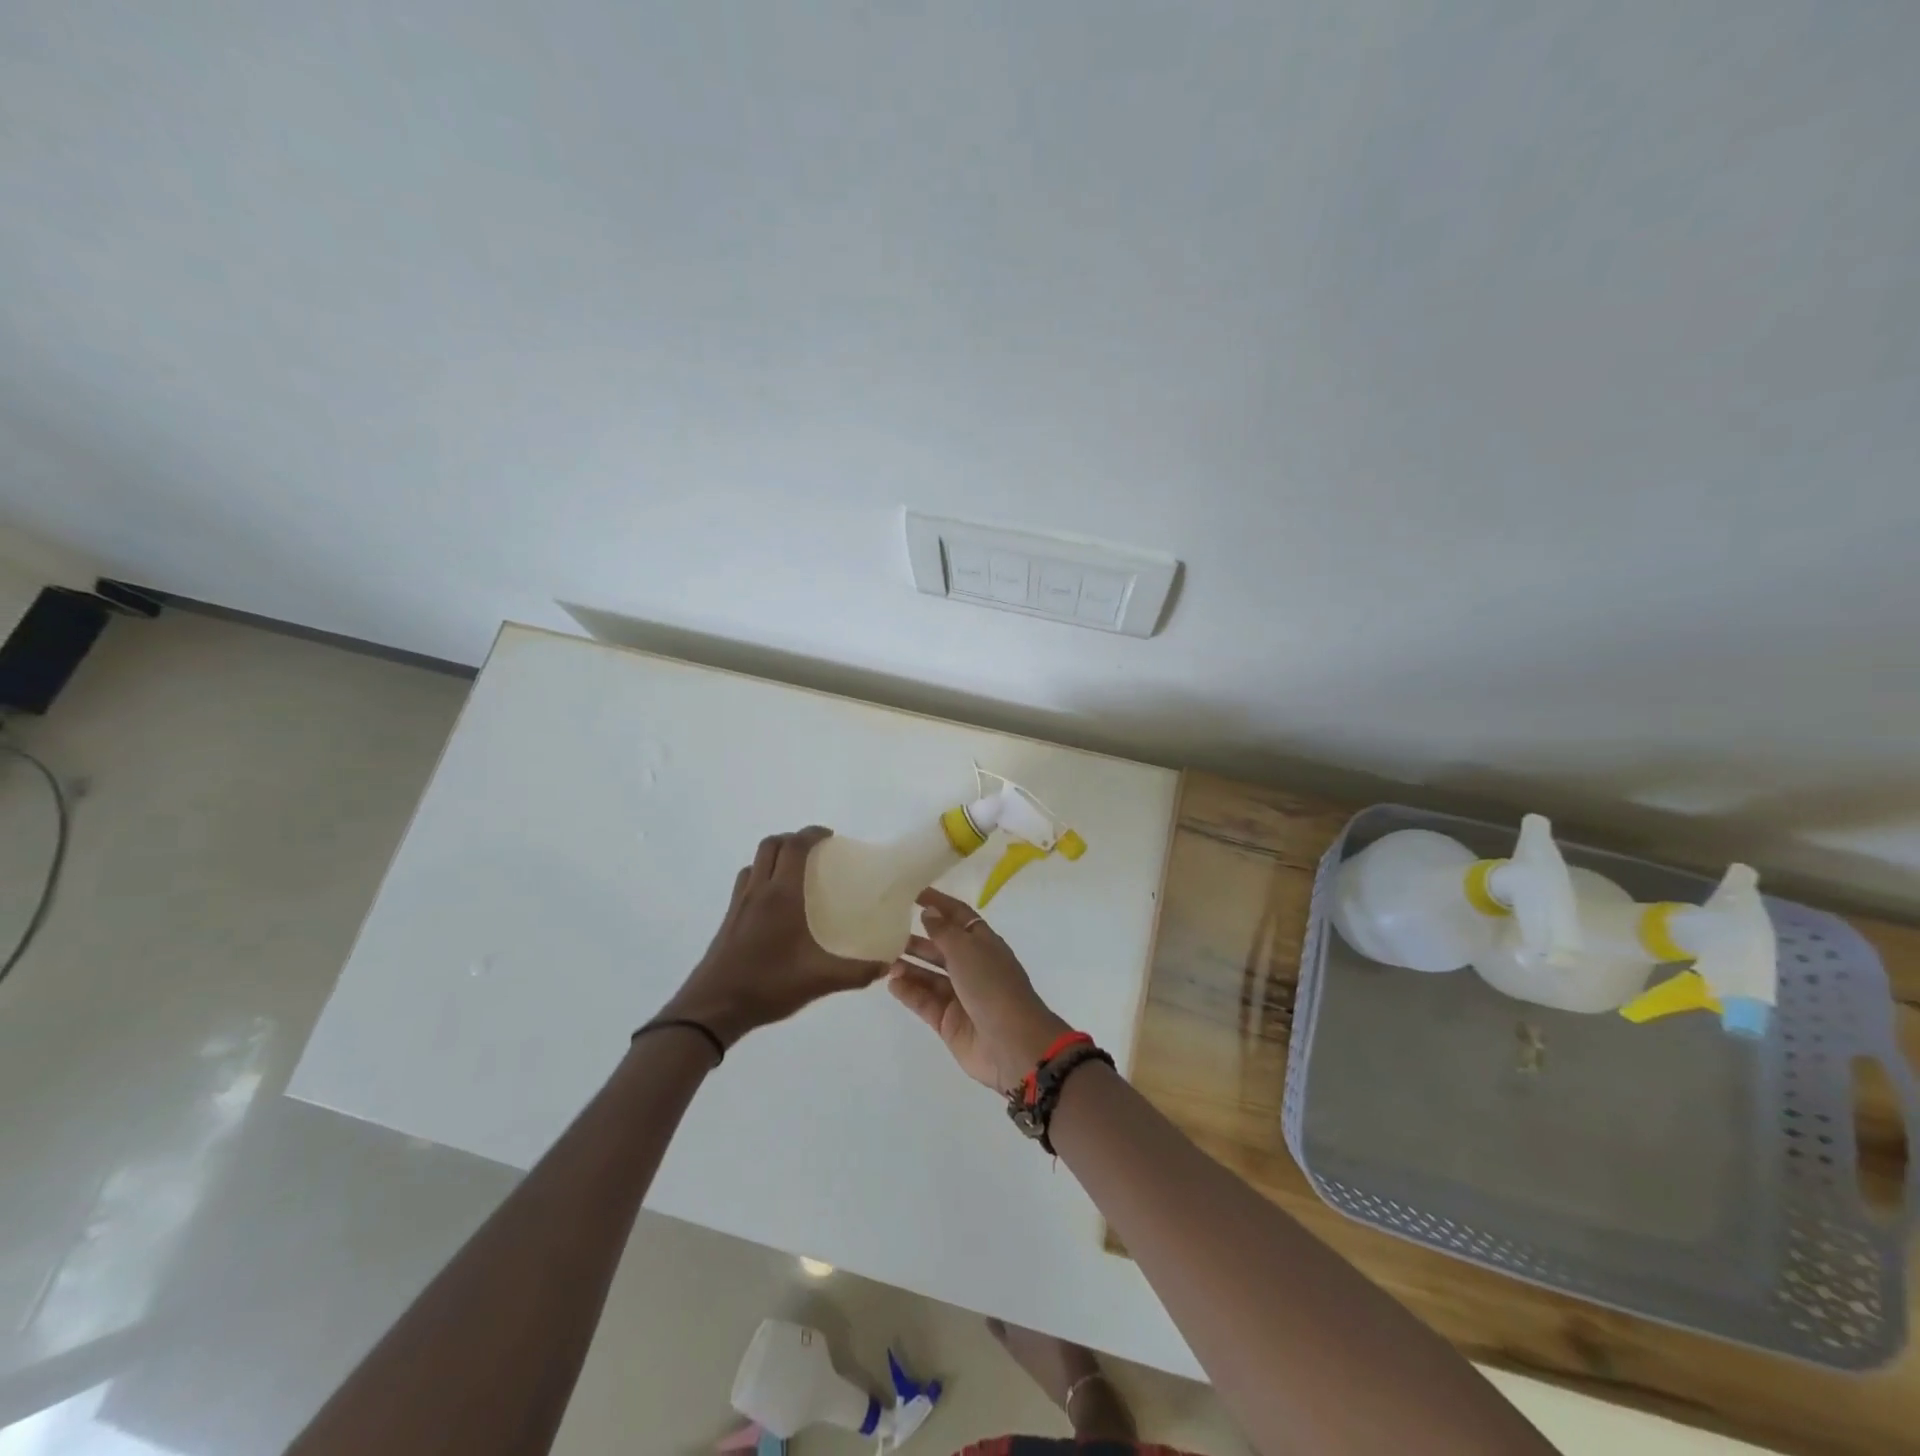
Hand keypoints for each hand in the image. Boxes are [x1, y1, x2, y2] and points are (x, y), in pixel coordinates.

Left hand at [662, 827, 886, 1047]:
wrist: (713, 1007)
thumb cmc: (768, 985)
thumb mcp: (819, 980)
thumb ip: (856, 972)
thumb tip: (885, 965)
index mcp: (782, 895)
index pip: (795, 846)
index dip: (812, 833)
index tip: (831, 837)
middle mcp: (758, 890)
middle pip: (771, 845)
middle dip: (793, 839)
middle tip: (815, 852)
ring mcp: (739, 904)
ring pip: (755, 862)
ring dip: (774, 855)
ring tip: (794, 871)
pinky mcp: (728, 919)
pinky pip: (745, 882)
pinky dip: (761, 876)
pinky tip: (773, 902)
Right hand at [886, 887, 1072, 1092]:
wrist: (1011, 1044)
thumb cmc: (992, 986)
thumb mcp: (967, 951)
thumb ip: (943, 931)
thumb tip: (928, 912)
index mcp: (983, 943)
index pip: (958, 916)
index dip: (938, 903)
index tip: (912, 893)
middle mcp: (972, 966)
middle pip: (940, 947)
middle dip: (916, 938)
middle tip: (886, 929)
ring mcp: (960, 995)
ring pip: (929, 975)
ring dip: (908, 966)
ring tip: (882, 958)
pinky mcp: (948, 1021)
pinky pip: (924, 1001)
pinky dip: (908, 991)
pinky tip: (890, 982)